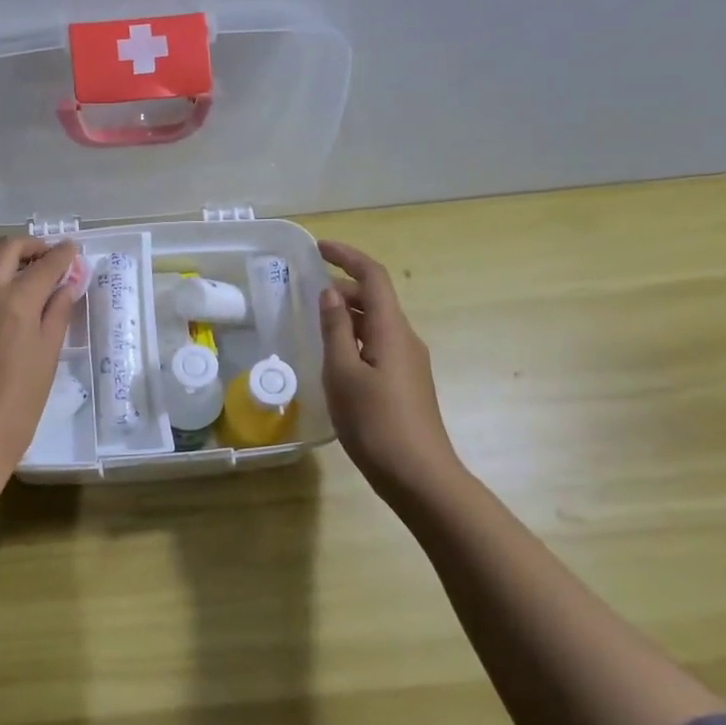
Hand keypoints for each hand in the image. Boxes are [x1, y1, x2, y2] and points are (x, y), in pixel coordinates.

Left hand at [0, 237, 84, 475]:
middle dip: (31, 246)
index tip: (74, 250)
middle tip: (48, 258)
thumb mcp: (46, 359)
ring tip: (19, 272)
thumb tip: (67, 285)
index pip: (45, 264)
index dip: (63, 254)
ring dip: (1, 255)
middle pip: (6, 248)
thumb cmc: (15, 408)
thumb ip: (56, 315)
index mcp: (15, 302)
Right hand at [318, 239, 462, 493]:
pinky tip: (333, 356)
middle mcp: (405, 338)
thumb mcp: (343, 373)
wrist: (419, 476)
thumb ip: (335, 329)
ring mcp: (409, 362)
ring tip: (314, 320)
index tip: (319, 248)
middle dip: (343, 285)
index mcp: (391, 330)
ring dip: (347, 313)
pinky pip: (378, 344)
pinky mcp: (405, 382)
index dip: (348, 256)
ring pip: (376, 323)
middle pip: (375, 298)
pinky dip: (354, 337)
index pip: (373, 277)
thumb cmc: (375, 422)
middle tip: (306, 289)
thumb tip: (330, 293)